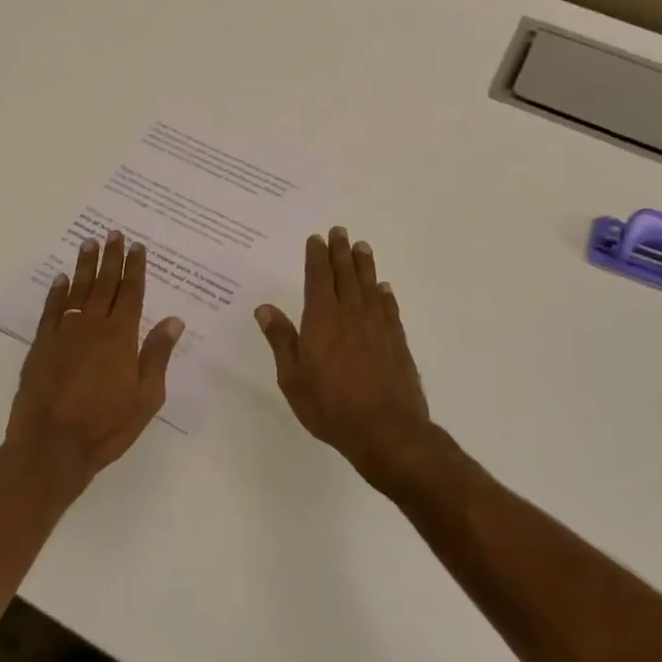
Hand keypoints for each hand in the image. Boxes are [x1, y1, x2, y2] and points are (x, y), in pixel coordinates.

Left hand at [6, 231, 184, 489]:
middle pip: (104, 284)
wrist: (52, 444)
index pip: (131, 293)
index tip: (137, 247)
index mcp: (122, 337)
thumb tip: (173, 320)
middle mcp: (93, 326)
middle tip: (113, 233)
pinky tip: (61, 279)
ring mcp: (64, 333)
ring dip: (84, 266)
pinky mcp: (42, 345)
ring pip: (77, 290)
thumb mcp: (146, 397)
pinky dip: (57, 292)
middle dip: (110, 258)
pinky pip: (51, 310)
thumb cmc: (106, 426)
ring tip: (88, 243)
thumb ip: (157, 355)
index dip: (135, 268)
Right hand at [256, 227, 432, 492]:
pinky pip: (388, 309)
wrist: (385, 430)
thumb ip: (281, 340)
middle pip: (346, 275)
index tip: (316, 239)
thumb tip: (265, 308)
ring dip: (364, 265)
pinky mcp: (396, 342)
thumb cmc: (330, 406)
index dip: (316, 257)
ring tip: (362, 247)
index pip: (318, 279)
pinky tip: (383, 288)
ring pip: (369, 287)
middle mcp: (351, 315)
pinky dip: (384, 294)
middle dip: (341, 252)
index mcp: (322, 320)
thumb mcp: (292, 377)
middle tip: (340, 231)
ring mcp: (377, 327)